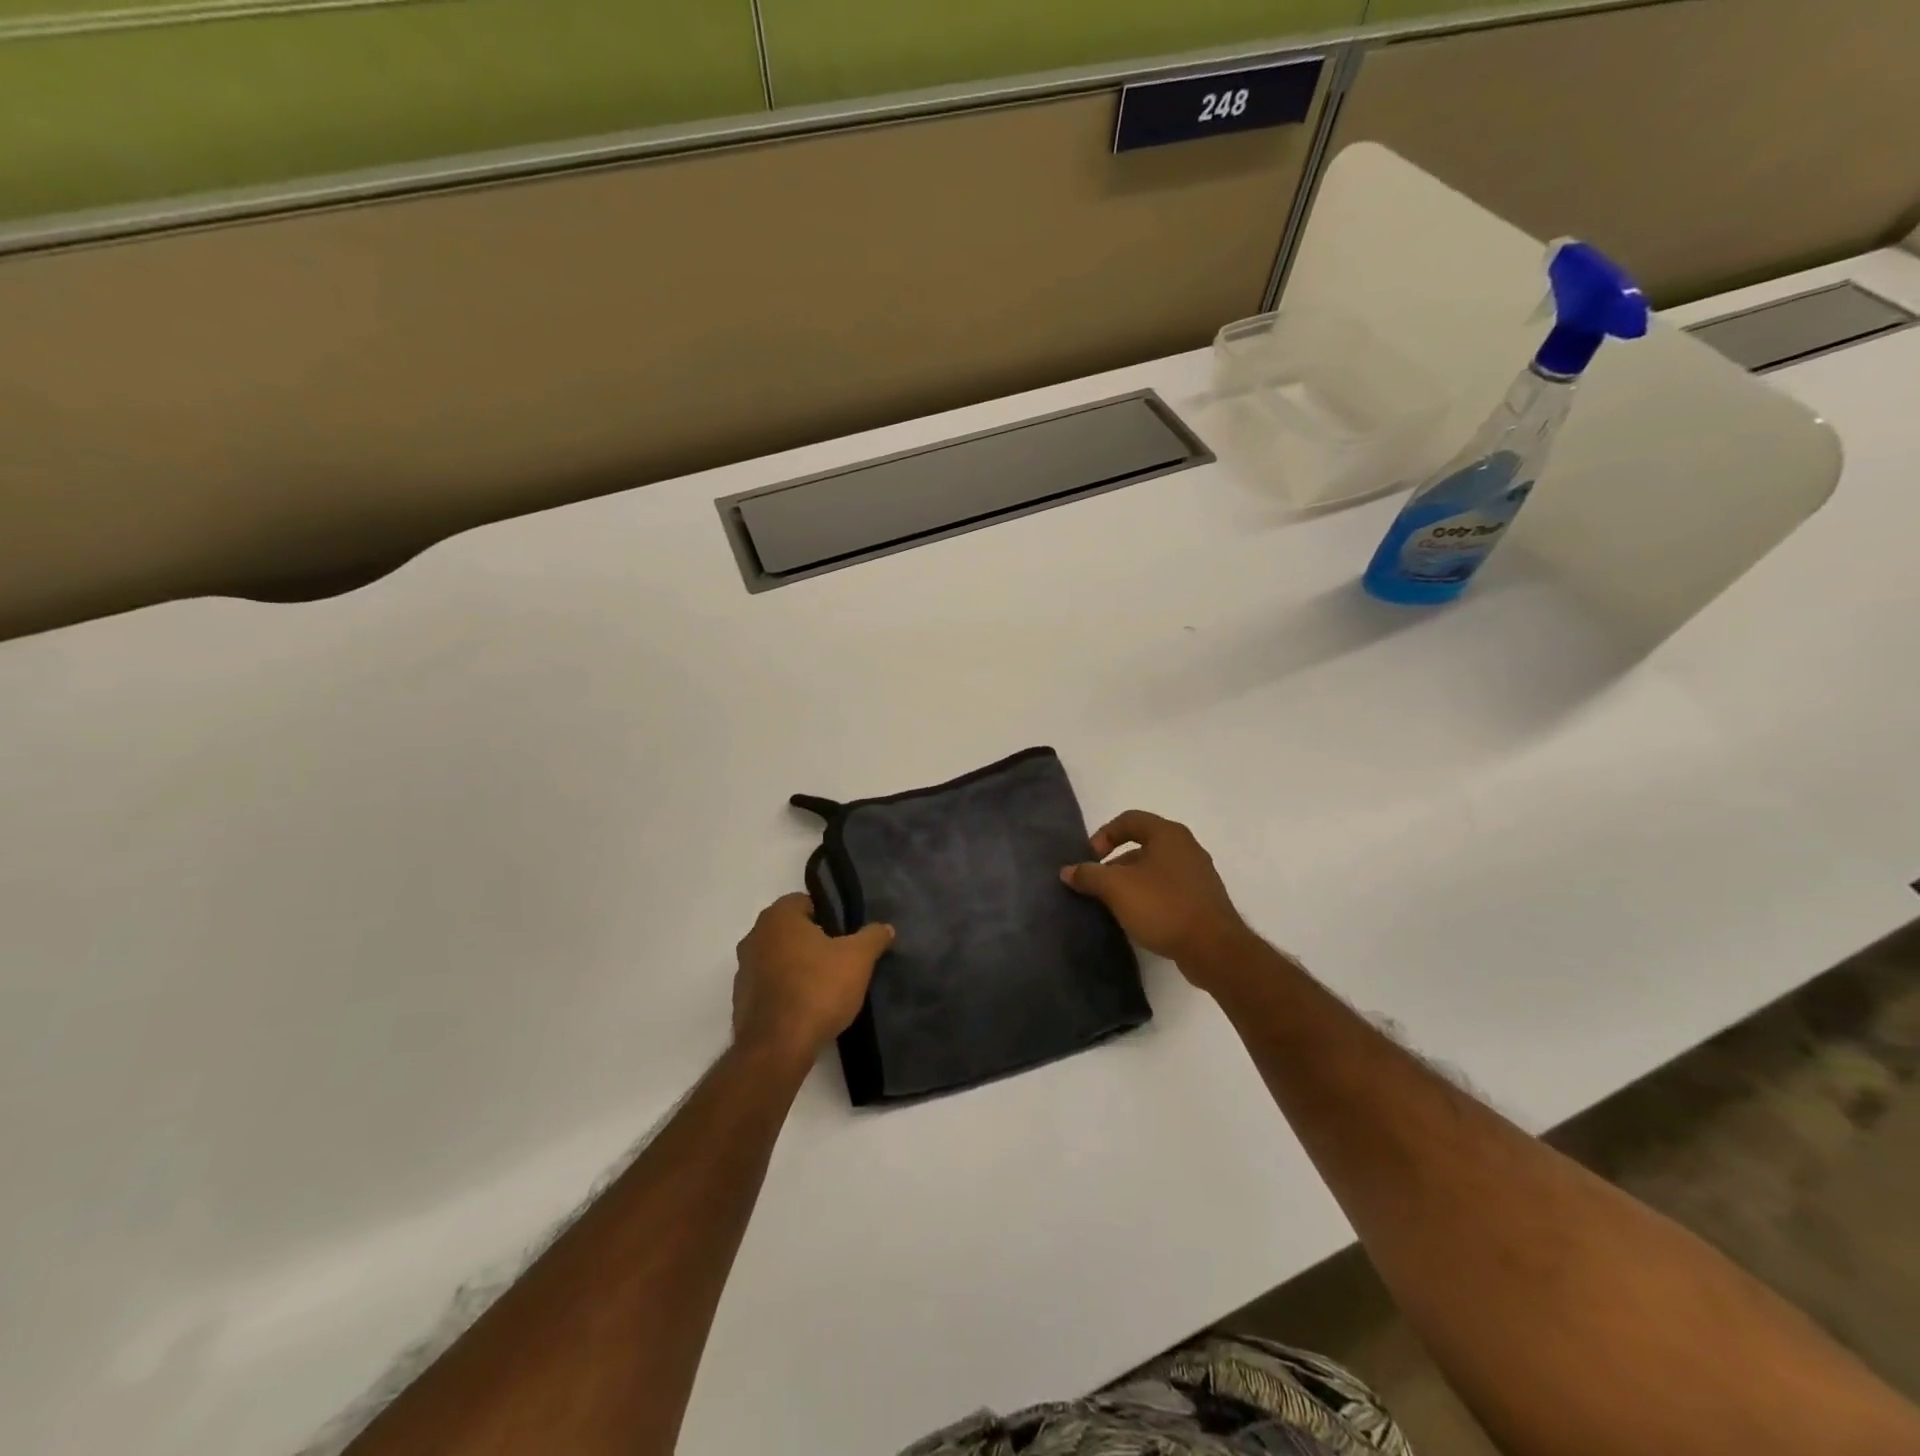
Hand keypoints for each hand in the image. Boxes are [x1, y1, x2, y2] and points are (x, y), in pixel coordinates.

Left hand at [732, 894, 894, 1061]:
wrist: (777, 1047)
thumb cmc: (817, 989)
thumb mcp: (858, 959)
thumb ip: (873, 937)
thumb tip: (885, 928)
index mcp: (778, 917)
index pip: (806, 902)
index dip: (829, 916)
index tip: (846, 935)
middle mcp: (754, 936)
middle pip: (791, 930)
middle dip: (814, 941)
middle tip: (841, 959)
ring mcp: (743, 970)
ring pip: (779, 958)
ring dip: (798, 967)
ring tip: (826, 986)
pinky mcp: (741, 1001)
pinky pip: (770, 986)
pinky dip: (786, 991)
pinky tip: (807, 1008)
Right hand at [1061, 811, 1254, 984]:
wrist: (1214, 949)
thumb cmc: (1163, 906)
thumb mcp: (1117, 888)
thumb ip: (1089, 875)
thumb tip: (1068, 871)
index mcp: (1168, 834)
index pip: (1129, 820)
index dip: (1104, 835)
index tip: (1089, 859)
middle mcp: (1186, 848)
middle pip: (1142, 845)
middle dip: (1114, 863)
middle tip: (1097, 885)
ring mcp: (1198, 875)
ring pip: (1154, 870)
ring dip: (1130, 882)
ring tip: (1113, 905)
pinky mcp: (1202, 901)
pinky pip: (1168, 890)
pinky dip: (1148, 897)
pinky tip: (1137, 919)